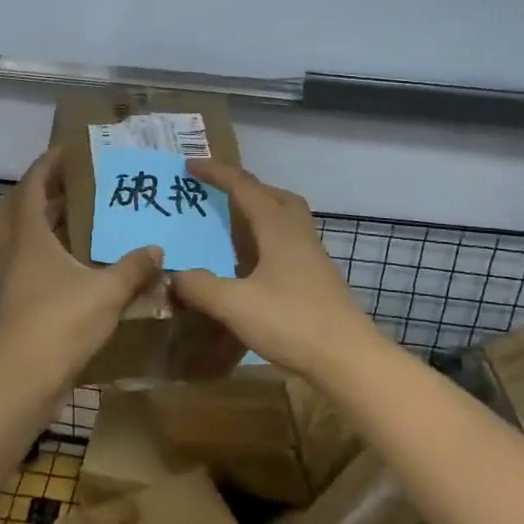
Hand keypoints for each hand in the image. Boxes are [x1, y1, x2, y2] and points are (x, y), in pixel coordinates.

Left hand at [0, 149, 162, 379]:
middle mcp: (15, 253)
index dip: (47, 165)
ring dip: (42, 226)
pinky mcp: (18, 305)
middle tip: (71, 186)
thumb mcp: (107, 291)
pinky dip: (48, 257)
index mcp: (30, 237)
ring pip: (21, 240)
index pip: (32, 187)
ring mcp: (12, 280)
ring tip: (76, 221)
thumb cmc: (61, 321)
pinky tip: (77, 266)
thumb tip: (157, 250)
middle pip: (17, 210)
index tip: (68, 151)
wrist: (24, 379)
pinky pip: (29, 267)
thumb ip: (133, 268)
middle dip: (40, 193)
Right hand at [169, 162, 376, 378]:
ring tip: (232, 225)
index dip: (216, 173)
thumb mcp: (234, 304)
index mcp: (277, 227)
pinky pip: (288, 241)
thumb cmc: (291, 322)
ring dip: (259, 211)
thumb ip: (199, 286)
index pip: (243, 187)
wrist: (347, 358)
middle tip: (218, 193)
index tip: (190, 165)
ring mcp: (312, 255)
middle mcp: (297, 232)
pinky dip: (266, 239)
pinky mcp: (317, 277)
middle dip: (244, 187)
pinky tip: (252, 264)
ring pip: (285, 217)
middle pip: (273, 194)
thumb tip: (175, 275)